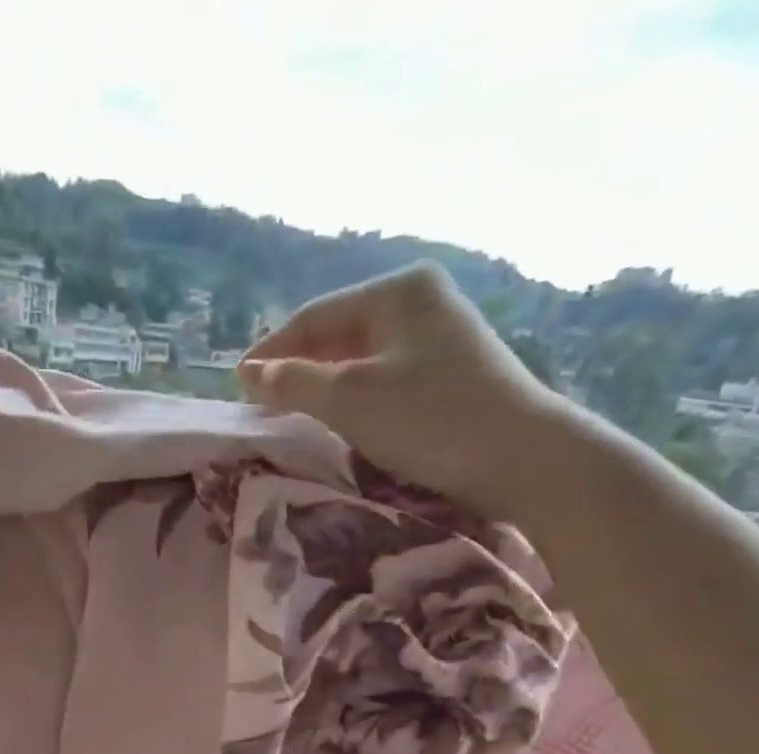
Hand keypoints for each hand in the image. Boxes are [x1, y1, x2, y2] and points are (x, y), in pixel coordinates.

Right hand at [237, 263, 578, 521]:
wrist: (519, 457)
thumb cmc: (429, 419)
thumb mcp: (350, 399)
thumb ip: (294, 383)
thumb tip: (251, 374)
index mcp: (398, 291)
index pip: (316, 316)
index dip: (272, 350)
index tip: (238, 383)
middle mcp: (422, 302)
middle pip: (340, 334)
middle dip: (298, 367)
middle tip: (261, 402)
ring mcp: (441, 337)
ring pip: (363, 358)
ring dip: (324, 385)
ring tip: (292, 413)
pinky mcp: (453, 373)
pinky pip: (386, 378)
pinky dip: (355, 397)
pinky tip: (342, 419)